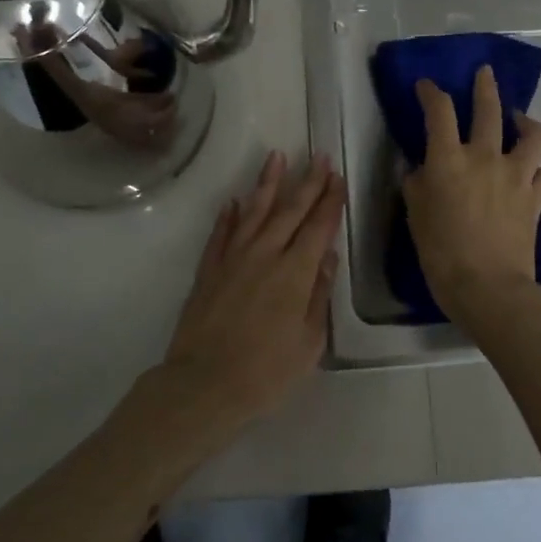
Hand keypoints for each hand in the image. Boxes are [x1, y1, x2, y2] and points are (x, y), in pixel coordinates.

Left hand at [161, 151, 345, 427]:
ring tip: (276, 157)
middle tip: (318, 156)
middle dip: (307, 182)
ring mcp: (233, 258)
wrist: (203, 385)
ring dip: (267, 183)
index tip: (337, 177)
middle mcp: (265, 254)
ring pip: (254, 211)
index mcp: (295, 272)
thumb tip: (326, 257)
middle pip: (290, 210)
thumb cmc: (266, 373)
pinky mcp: (209, 269)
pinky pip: (221, 233)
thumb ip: (318, 296)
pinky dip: (229, 215)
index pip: (318, 226)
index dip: (330, 200)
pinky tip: (234, 201)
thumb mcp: (308, 342)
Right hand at [404, 66, 540, 333]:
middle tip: (485, 72)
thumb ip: (416, 184)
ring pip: (533, 134)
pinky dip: (538, 170)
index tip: (427, 86)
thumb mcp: (416, 215)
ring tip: (519, 121)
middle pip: (489, 109)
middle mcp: (485, 157)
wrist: (489, 288)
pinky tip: (530, 174)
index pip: (440, 111)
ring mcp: (516, 176)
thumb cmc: (442, 253)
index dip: (432, 92)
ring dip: (526, 122)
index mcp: (449, 159)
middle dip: (485, 86)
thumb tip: (418, 167)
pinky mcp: (536, 198)